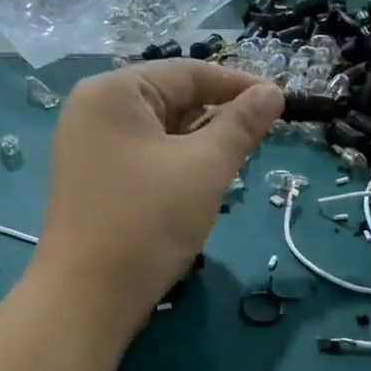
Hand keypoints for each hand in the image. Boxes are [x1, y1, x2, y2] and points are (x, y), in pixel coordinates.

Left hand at [30, 61, 282, 334]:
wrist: (88, 297)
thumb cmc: (148, 221)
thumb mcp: (205, 167)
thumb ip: (241, 125)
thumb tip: (273, 92)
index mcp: (114, 92)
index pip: (188, 72)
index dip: (239, 85)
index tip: (281, 102)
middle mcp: (95, 110)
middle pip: (172, 98)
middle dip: (218, 117)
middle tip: (262, 139)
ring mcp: (89, 146)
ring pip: (161, 131)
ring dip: (200, 144)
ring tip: (235, 164)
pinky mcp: (94, 179)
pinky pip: (145, 156)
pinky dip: (177, 163)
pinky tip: (201, 184)